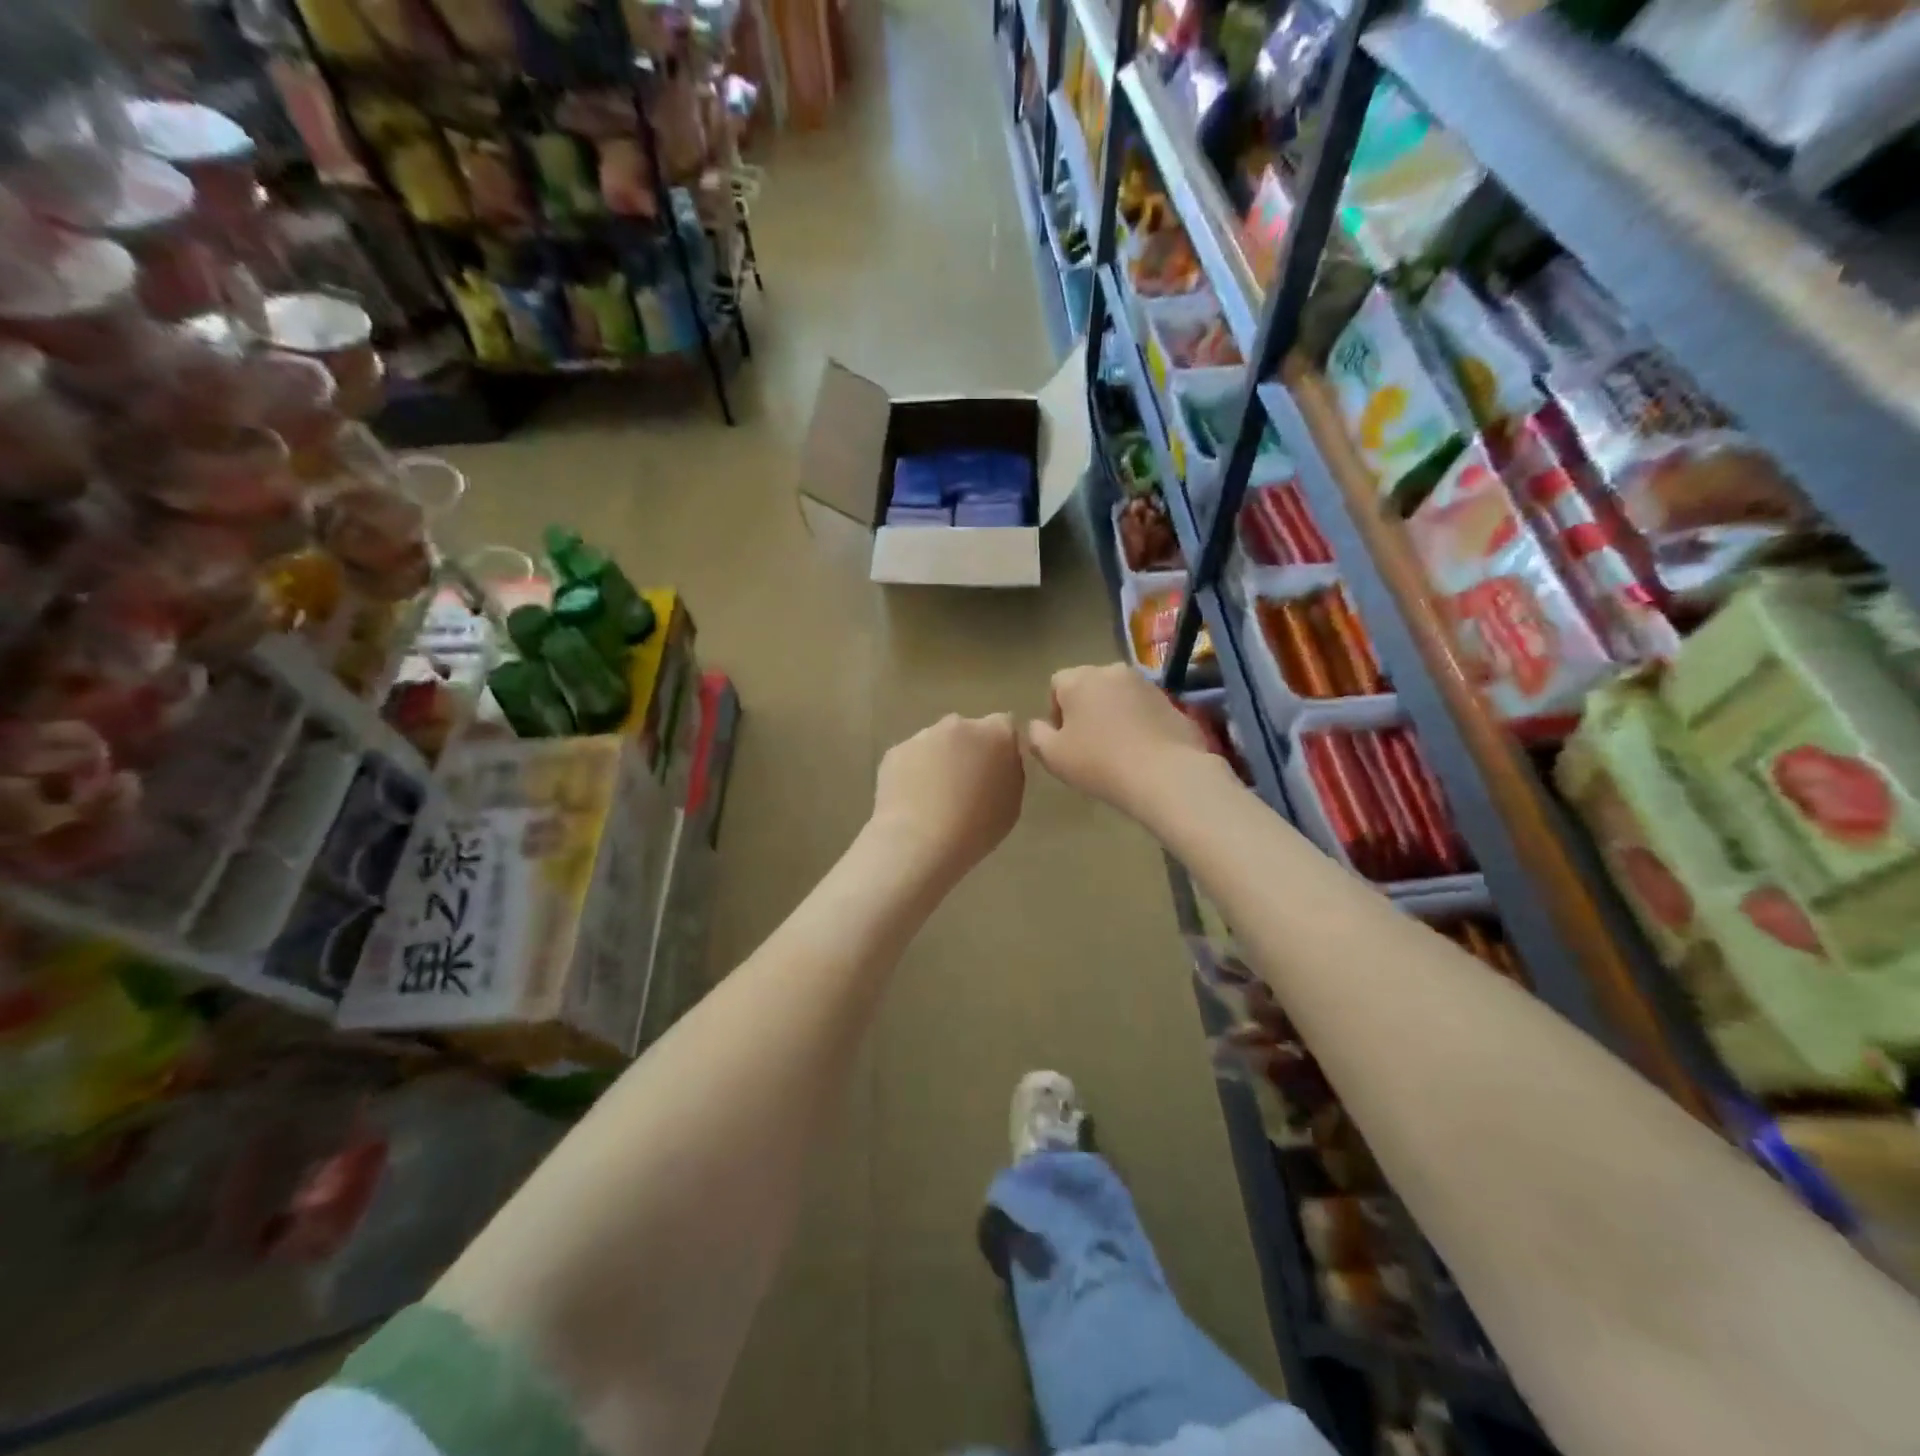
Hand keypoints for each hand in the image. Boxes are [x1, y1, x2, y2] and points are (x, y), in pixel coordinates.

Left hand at [870, 713, 1025, 882]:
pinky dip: (913, 771)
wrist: (919, 841)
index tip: (995, 769)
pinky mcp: (895, 751)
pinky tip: (912, 799)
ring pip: (936, 742)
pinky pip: (911, 757)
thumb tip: (1000, 761)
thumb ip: (1009, 771)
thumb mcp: (1012, 803)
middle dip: (968, 749)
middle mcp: (959, 725)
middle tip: (964, 784)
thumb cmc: (976, 828)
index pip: (1004, 725)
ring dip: (938, 760)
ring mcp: (923, 735)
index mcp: (996, 734)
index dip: (1000, 746)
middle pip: (967, 731)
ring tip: (933, 796)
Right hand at [1026, 664, 1214, 817]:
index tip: (1064, 740)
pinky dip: (1137, 721)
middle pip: (1088, 685)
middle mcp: (1111, 671)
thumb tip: (1038, 725)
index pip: (1056, 684)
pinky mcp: (1170, 700)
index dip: (1055, 712)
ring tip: (1116, 748)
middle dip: (1085, 709)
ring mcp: (1145, 683)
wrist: (1165, 774)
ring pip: (1117, 695)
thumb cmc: (1099, 763)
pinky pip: (1143, 707)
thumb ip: (1036, 735)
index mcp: (1079, 679)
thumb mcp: (1053, 756)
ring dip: (1112, 713)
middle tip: (1088, 744)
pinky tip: (1141, 749)